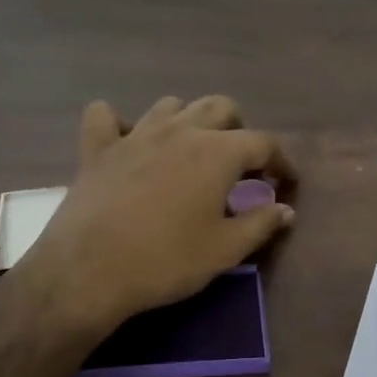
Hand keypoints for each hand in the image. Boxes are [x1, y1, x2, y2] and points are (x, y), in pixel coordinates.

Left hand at [22, 96, 295, 334]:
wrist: (90, 271)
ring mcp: (135, 134)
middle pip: (220, 107)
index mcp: (217, 152)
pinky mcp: (97, 149)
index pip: (263, 143)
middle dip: (239, 129)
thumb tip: (286, 210)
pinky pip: (106, 116)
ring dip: (189, 121)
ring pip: (171, 105)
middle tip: (241, 163)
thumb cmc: (167, 261)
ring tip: (191, 152)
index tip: (285, 182)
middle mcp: (179, 131)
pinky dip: (121, 123)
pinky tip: (128, 143)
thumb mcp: (225, 250)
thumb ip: (261, 224)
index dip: (281, 162)